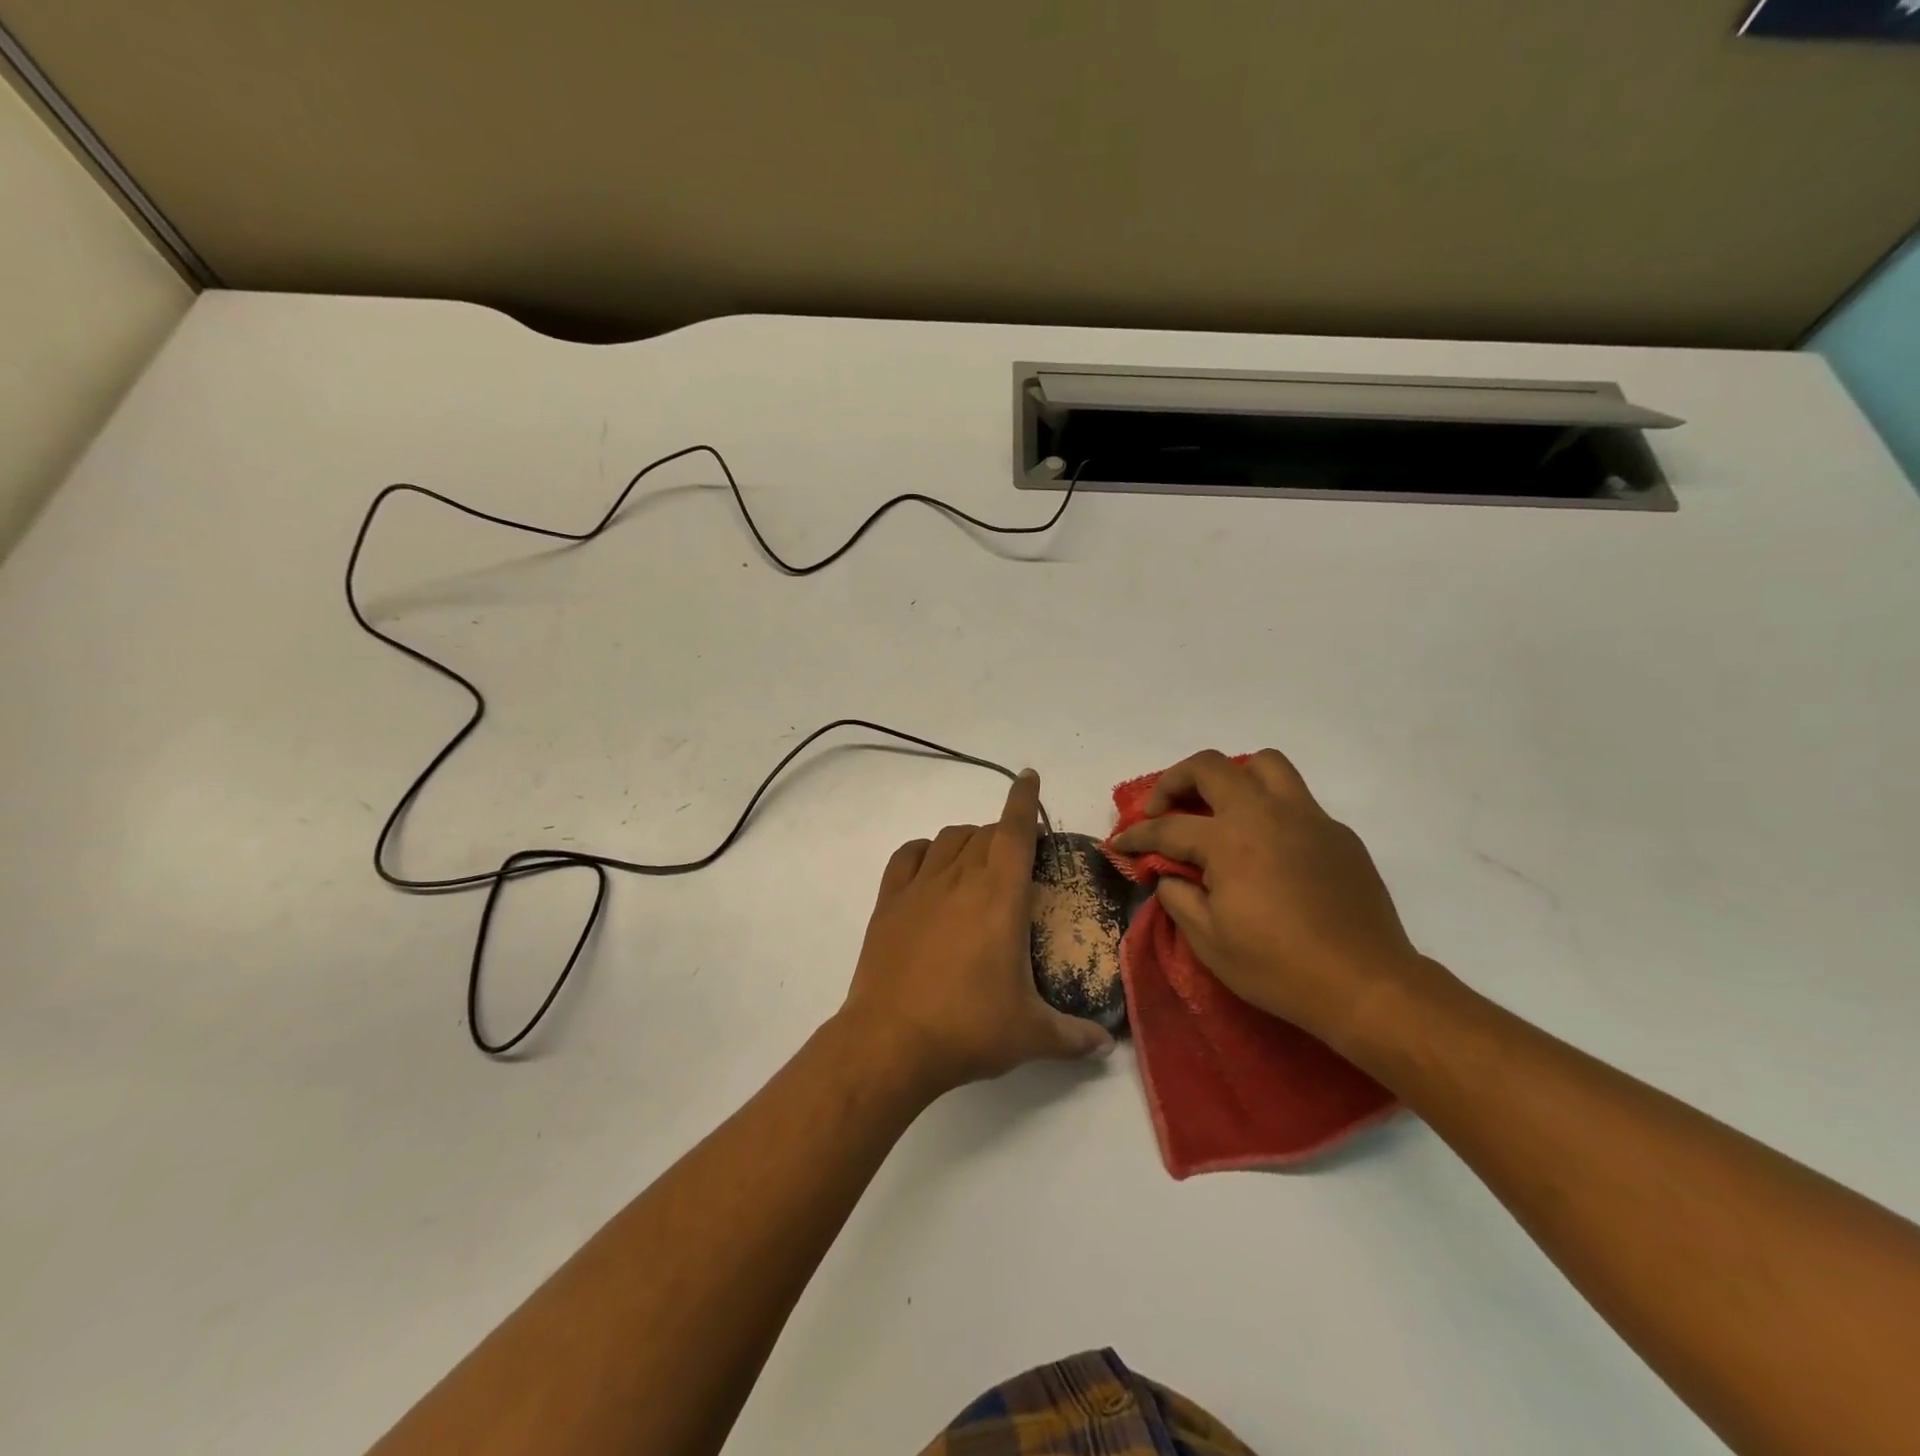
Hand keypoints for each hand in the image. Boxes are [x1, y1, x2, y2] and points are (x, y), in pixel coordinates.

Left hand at [840, 769, 1114, 1098]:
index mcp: (1000, 895)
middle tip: (1017, 857)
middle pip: (984, 832)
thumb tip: (1105, 1046)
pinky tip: (931, 865)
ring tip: (978, 860)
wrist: (891, 1041)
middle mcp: (960, 878)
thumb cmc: (968, 1027)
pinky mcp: (889, 902)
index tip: (1029, 777)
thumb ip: (1073, 1036)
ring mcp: (919, 887)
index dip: (1024, 799)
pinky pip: (908, 856)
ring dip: (969, 838)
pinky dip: (924, 850)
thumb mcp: (1031, 1035)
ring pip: (948, 838)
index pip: (1015, 830)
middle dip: (1004, 833)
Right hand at [1110, 749, 1424, 1048]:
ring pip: (1263, 765)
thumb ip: (1178, 897)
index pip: (1168, 827)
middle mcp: (1266, 815)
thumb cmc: (1277, 967)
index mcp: (1229, 841)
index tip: (1120, 843)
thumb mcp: (1209, 941)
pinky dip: (1270, 809)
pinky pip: (1296, 800)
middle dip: (1174, 781)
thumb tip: (1169, 874)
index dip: (1136, 835)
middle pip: (1210, 767)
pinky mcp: (1337, 833)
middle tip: (1163, 809)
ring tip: (1220, 808)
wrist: (1364, 985)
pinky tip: (1267, 848)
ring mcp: (1307, 818)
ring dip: (1232, 777)